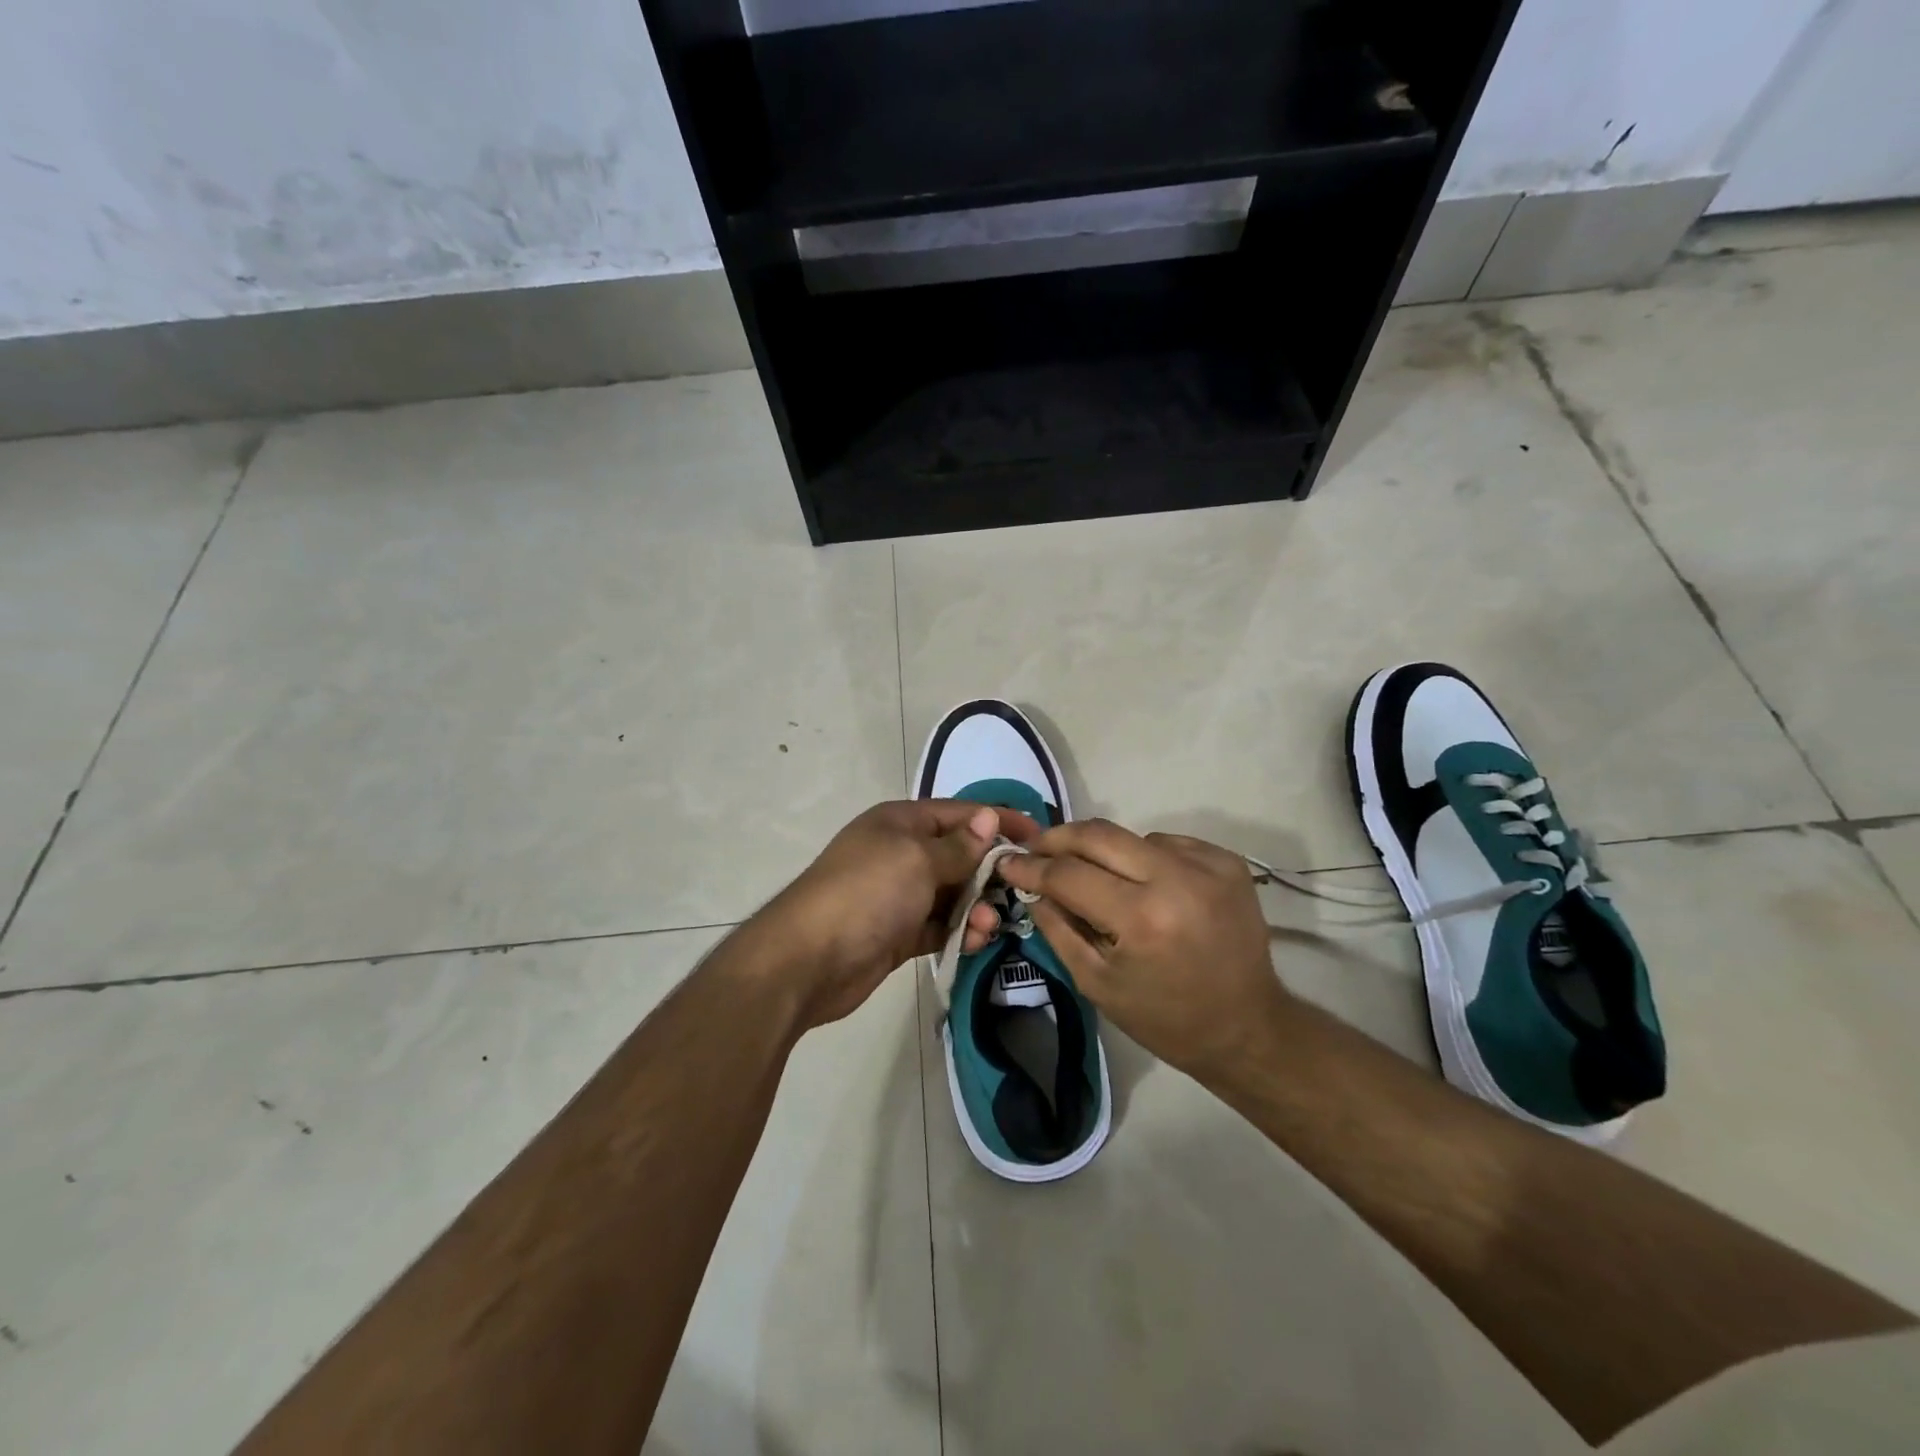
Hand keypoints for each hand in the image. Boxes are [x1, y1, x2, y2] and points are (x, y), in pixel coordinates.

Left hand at [755, 800, 1041, 1029]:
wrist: (808, 959)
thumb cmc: (867, 893)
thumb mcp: (917, 860)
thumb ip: (958, 846)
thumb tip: (987, 820)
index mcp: (901, 823)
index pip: (961, 814)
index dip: (999, 821)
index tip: (1038, 835)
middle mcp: (901, 853)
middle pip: (959, 854)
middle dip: (990, 871)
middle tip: (1020, 889)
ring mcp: (899, 895)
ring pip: (952, 894)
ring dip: (976, 906)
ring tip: (989, 925)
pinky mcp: (898, 932)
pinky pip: (940, 925)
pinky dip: (959, 931)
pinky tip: (975, 941)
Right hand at [995, 821, 1290, 1079]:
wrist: (1247, 1027)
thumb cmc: (1165, 1018)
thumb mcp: (1096, 983)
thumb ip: (1058, 927)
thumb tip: (1031, 886)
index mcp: (1142, 919)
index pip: (1069, 874)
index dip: (1031, 866)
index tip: (1007, 862)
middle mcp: (1176, 879)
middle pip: (1098, 834)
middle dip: (1058, 838)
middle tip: (1035, 849)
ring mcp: (1207, 864)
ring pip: (1131, 837)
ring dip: (1103, 852)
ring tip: (1095, 879)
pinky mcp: (1227, 861)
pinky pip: (1165, 843)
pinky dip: (1143, 858)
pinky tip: (1144, 885)